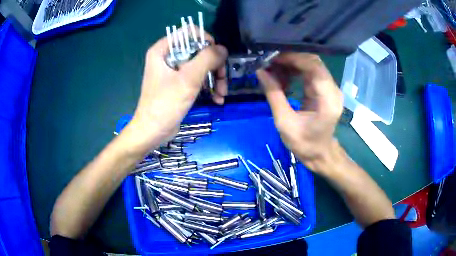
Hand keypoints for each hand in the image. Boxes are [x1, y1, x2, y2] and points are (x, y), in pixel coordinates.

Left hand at [124, 34, 227, 153]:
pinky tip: (217, 98)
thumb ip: (207, 59)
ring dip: (214, 78)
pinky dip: (208, 86)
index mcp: (163, 49)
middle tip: (222, 80)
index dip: (206, 40)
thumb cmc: (165, 104)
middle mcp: (167, 56)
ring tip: (222, 94)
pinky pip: (197, 77)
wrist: (153, 131)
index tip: (217, 56)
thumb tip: (223, 49)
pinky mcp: (178, 83)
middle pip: (198, 50)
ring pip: (201, 64)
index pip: (189, 32)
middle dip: (214, 65)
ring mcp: (173, 70)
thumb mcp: (188, 79)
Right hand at [257, 53, 342, 172]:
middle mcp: (333, 90)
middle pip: (313, 62)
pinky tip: (282, 77)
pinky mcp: (325, 90)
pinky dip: (295, 71)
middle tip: (269, 63)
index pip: (314, 67)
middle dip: (290, 59)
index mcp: (328, 100)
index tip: (272, 59)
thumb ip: (274, 95)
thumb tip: (260, 72)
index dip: (293, 58)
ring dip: (291, 64)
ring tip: (273, 70)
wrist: (320, 154)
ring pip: (311, 65)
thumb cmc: (304, 143)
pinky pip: (310, 73)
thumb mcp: (284, 122)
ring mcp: (330, 89)